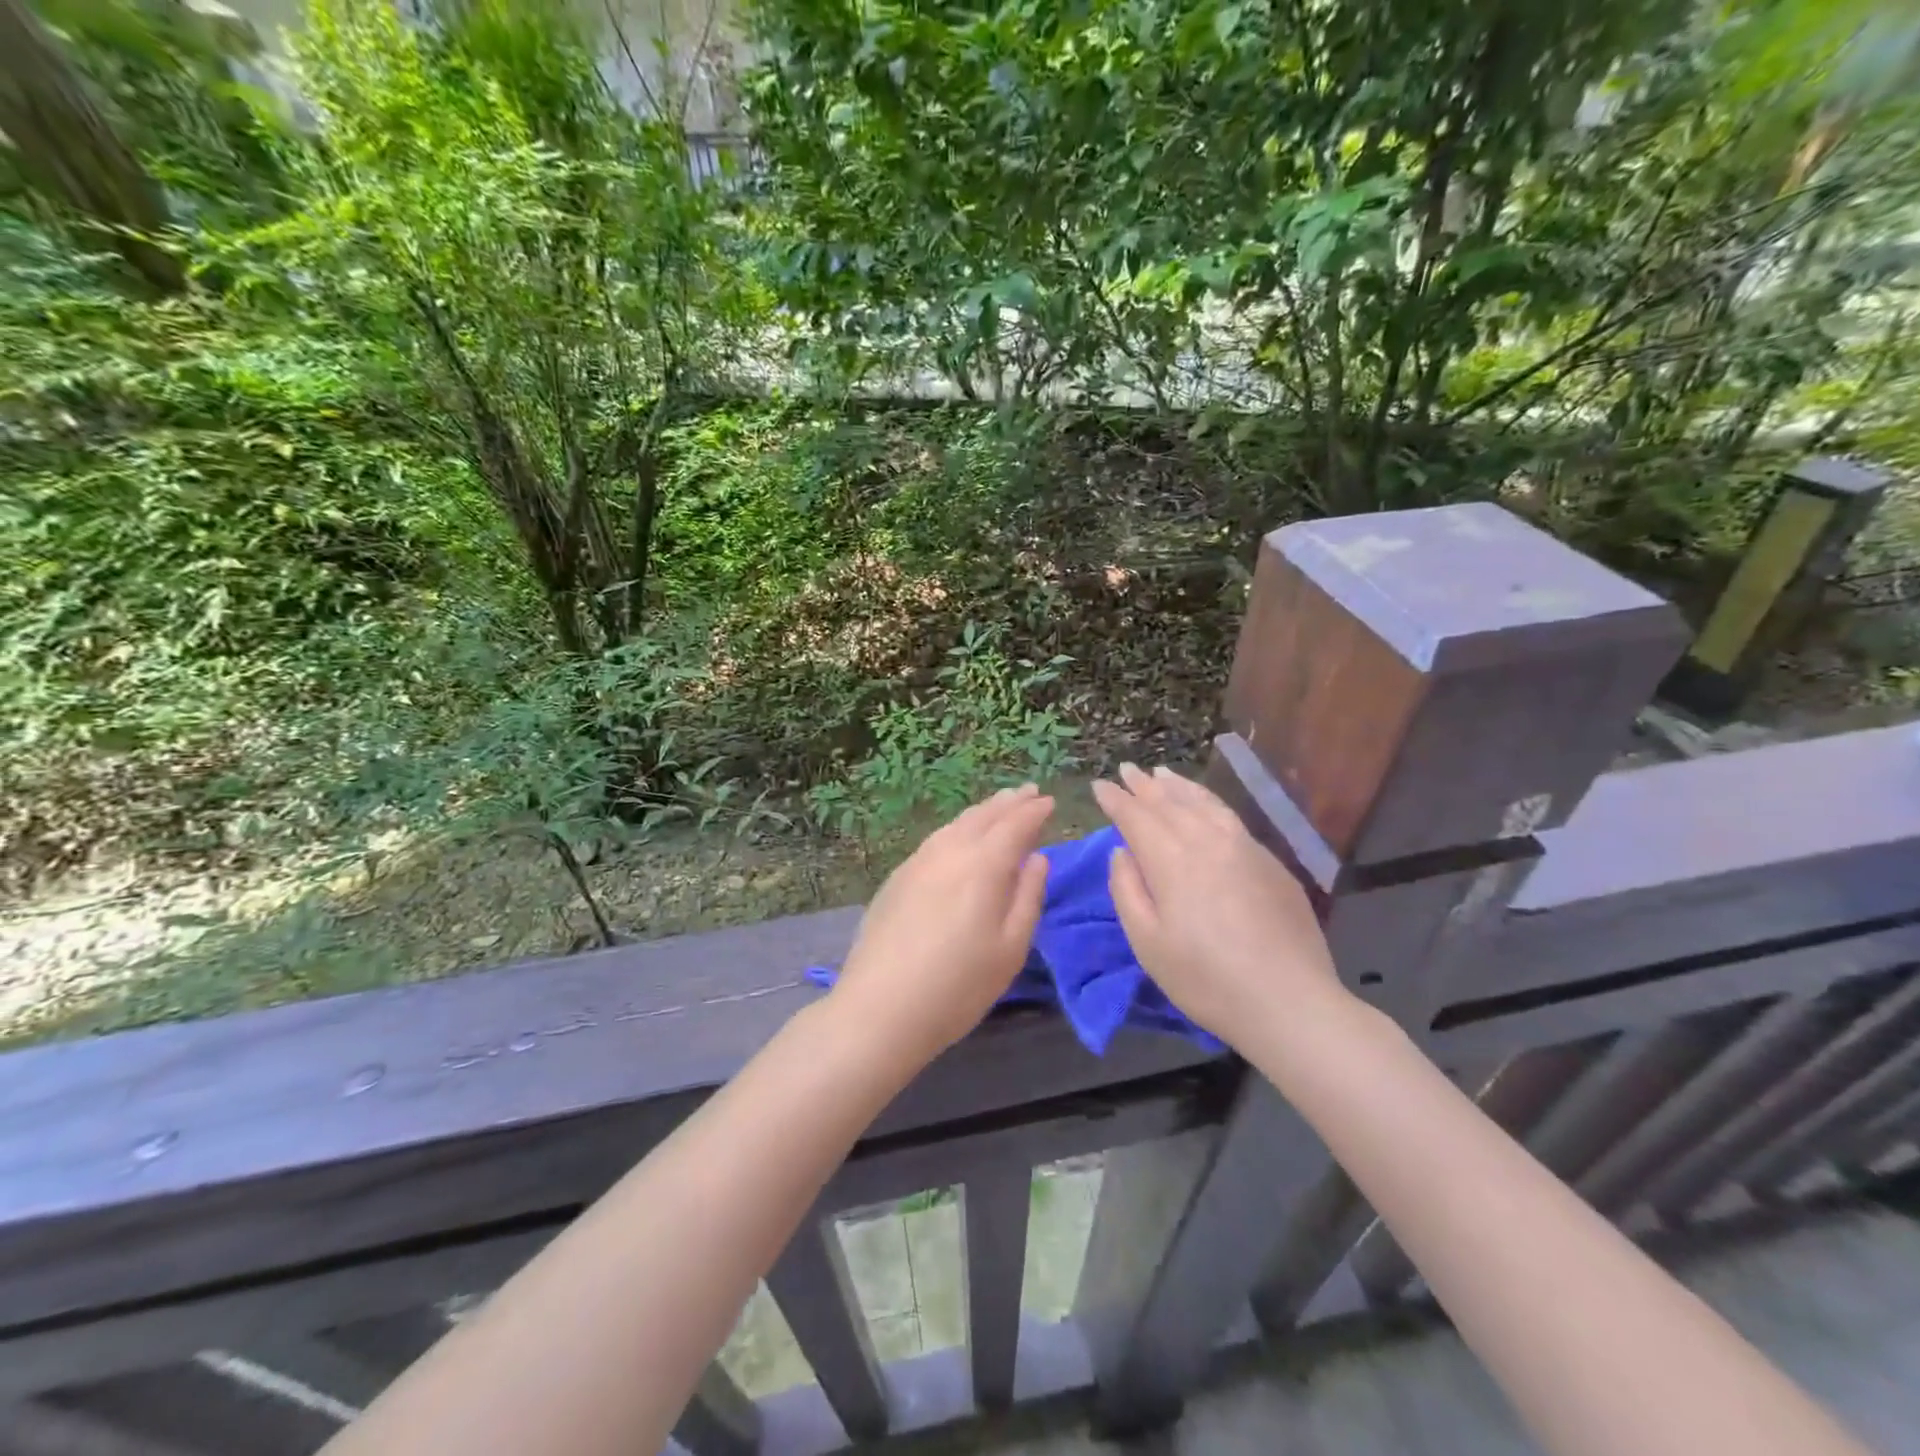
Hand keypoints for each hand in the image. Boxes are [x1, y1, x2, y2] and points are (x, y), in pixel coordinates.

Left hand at [829, 785, 1053, 1067]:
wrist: (880, 1008)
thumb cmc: (959, 986)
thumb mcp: (1010, 949)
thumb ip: (1028, 897)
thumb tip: (1037, 858)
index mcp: (983, 866)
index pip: (1014, 826)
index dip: (1034, 812)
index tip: (1049, 801)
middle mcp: (949, 852)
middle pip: (983, 817)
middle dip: (1009, 802)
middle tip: (1028, 791)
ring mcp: (918, 862)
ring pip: (956, 824)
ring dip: (982, 811)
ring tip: (998, 805)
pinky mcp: (897, 878)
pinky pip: (936, 839)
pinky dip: (957, 828)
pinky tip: (959, 835)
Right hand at [1092, 763, 1344, 1040]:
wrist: (1289, 1002)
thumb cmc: (1205, 979)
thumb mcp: (1147, 943)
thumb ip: (1127, 890)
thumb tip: (1122, 852)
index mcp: (1172, 860)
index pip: (1137, 817)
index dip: (1116, 800)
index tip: (1099, 785)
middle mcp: (1208, 841)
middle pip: (1170, 803)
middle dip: (1144, 786)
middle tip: (1126, 770)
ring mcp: (1245, 847)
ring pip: (1205, 803)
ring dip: (1178, 787)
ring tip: (1161, 774)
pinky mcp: (1271, 862)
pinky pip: (1230, 817)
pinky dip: (1208, 801)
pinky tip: (1204, 805)